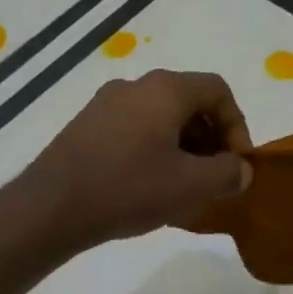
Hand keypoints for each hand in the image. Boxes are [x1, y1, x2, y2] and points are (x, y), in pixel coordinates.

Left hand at [19, 70, 252, 251]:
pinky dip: (152, 152)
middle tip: (213, 178)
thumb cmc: (129, 189)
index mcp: (164, 89)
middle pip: (188, 103)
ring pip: (159, 119)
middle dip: (209, 140)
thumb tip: (240, 169)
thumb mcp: (191, 186)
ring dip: (181, 149)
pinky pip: (133, 131)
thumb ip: (228, 173)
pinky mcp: (85, 127)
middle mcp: (134, 86)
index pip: (217, 91)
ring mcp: (104, 105)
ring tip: (182, 189)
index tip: (237, 164)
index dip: (237, 126)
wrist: (52, 207)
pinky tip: (148, 188)